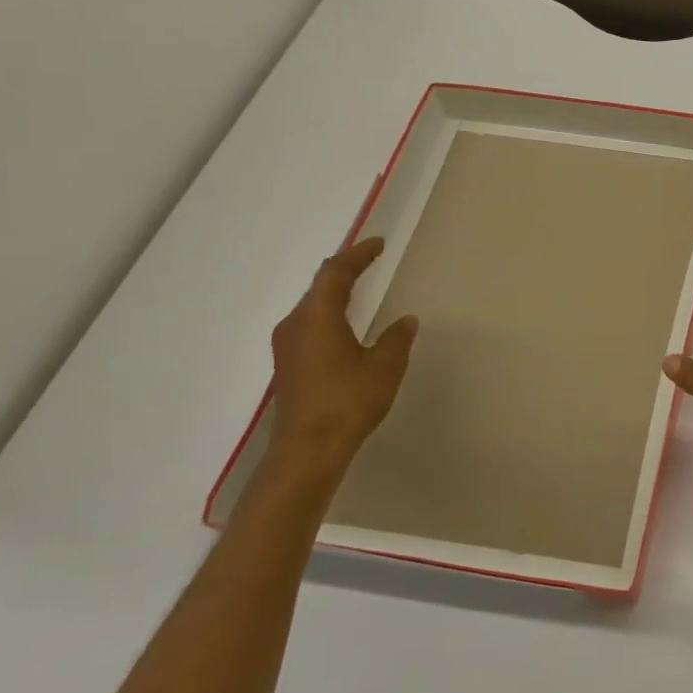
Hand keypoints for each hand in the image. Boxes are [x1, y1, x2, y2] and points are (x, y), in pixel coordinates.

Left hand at [269, 237, 418, 470]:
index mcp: (317, 317)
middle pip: (319, 287)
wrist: (308, 449)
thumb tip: (405, 320)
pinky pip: (310, 326)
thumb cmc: (348, 401)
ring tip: (359, 288)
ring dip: (335, 294)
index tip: (377, 243)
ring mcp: (287, 347)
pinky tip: (345, 325)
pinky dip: (329, 315)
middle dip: (345, 271)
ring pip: (312, 307)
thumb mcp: (384, 366)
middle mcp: (295, 325)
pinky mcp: (289, 366)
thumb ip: (395, 339)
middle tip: (369, 260)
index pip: (335, 273)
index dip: (357, 255)